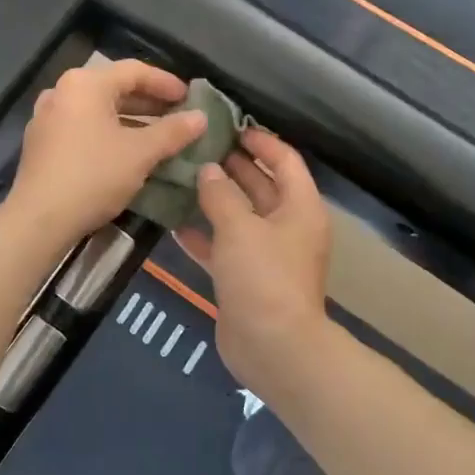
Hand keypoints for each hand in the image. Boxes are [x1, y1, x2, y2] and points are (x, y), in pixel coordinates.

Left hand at [6, 61, 206, 244]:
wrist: (40, 219)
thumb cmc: (94, 175)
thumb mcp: (141, 153)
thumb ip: (173, 132)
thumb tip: (201, 117)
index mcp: (85, 84)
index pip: (134, 71)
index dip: (166, 83)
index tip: (190, 98)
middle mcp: (62, 91)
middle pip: (114, 88)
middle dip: (149, 103)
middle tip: (178, 116)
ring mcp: (47, 117)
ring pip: (98, 110)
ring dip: (130, 120)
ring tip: (158, 136)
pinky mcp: (41, 143)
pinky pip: (82, 127)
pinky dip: (108, 133)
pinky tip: (126, 152)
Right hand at [175, 128, 333, 390]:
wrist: (273, 346)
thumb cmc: (263, 277)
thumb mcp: (240, 228)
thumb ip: (220, 194)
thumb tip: (208, 170)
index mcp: (300, 207)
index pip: (285, 160)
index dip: (261, 141)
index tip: (230, 127)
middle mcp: (287, 226)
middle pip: (261, 186)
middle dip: (232, 167)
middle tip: (197, 148)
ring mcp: (267, 254)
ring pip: (240, 216)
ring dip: (215, 199)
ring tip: (181, 177)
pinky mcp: (246, 278)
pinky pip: (224, 246)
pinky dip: (204, 234)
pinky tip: (174, 223)